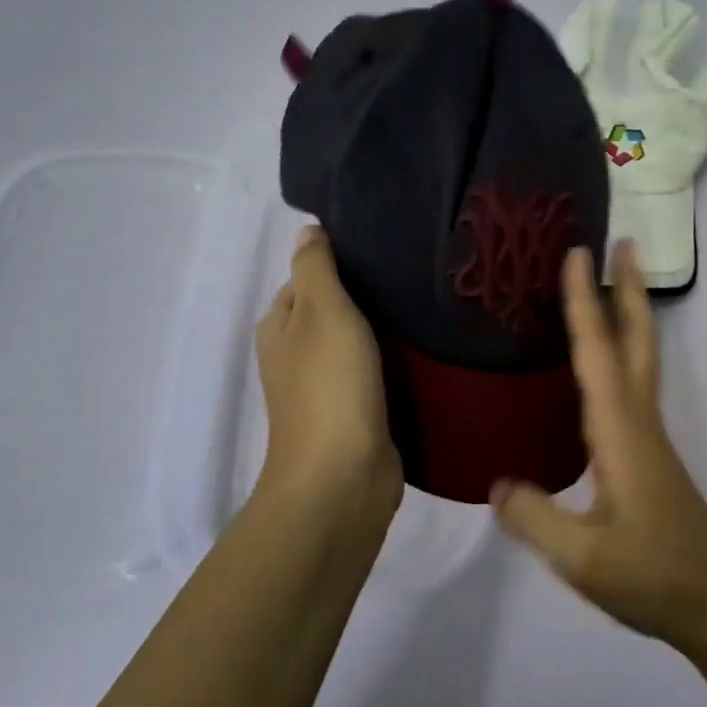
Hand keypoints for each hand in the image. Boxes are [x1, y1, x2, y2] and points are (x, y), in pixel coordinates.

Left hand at [255, 226, 402, 519]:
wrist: (343, 477)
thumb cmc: (329, 385)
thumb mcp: (321, 310)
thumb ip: (315, 267)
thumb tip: (310, 230)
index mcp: (280, 327)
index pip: (307, 277)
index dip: (340, 261)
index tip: (385, 247)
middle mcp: (297, 355)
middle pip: (334, 310)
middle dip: (367, 294)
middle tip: (414, 272)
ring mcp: (326, 388)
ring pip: (358, 342)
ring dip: (385, 328)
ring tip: (426, 302)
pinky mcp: (356, 413)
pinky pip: (376, 373)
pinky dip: (394, 360)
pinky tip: (425, 347)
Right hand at [491, 241, 706, 653]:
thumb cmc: (652, 577)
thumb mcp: (581, 557)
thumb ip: (533, 518)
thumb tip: (496, 484)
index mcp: (620, 432)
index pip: (597, 353)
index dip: (583, 302)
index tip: (577, 253)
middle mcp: (639, 422)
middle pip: (636, 341)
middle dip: (629, 289)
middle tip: (625, 243)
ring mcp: (651, 438)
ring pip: (640, 360)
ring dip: (630, 315)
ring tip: (615, 285)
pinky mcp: (652, 455)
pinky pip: (634, 385)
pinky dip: (623, 353)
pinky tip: (605, 368)